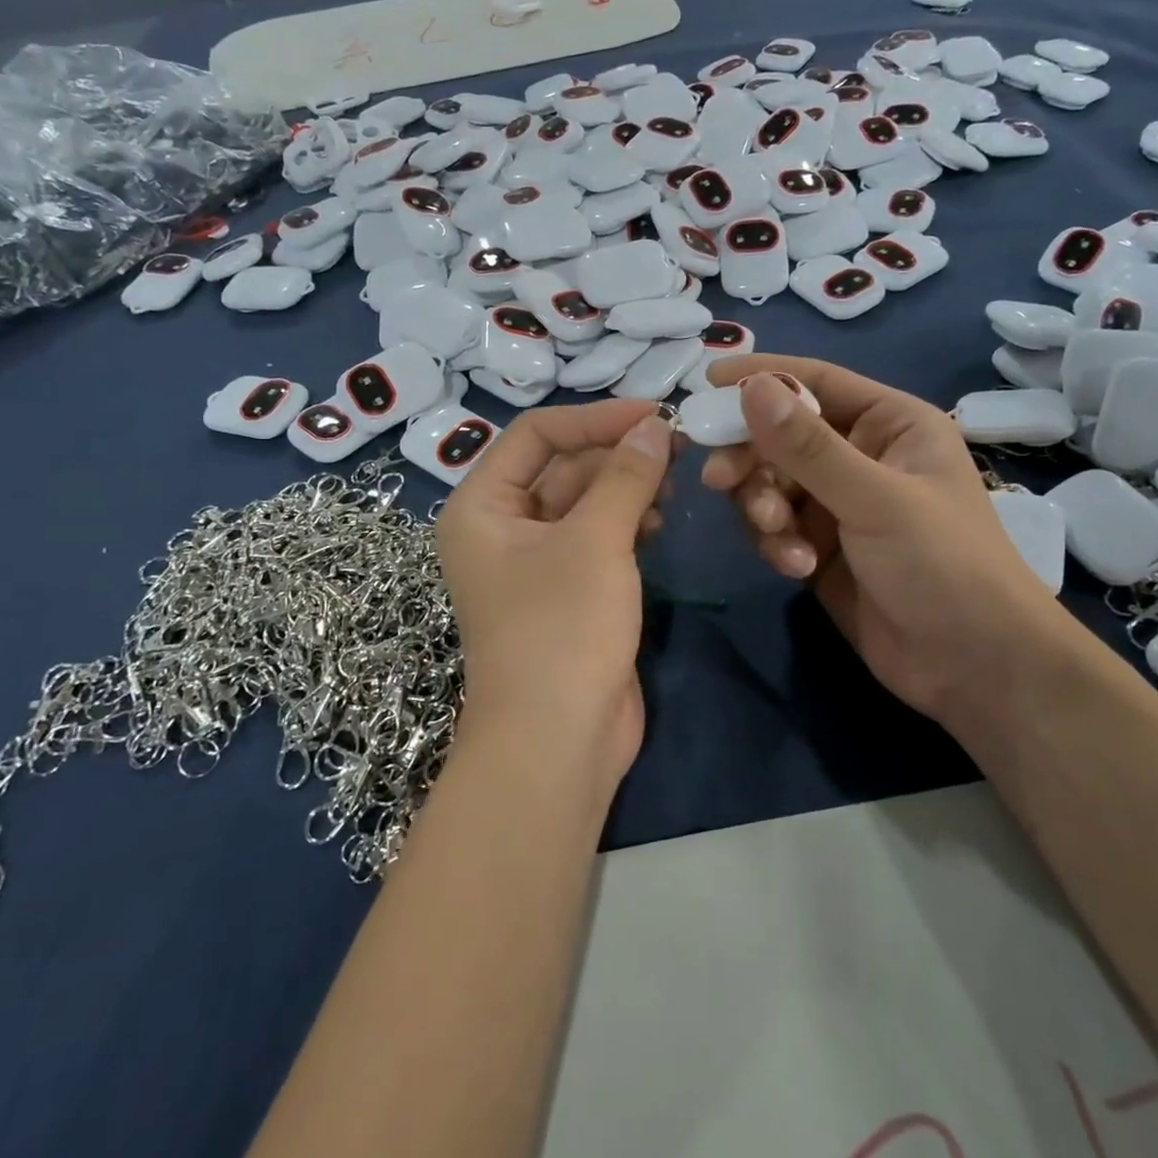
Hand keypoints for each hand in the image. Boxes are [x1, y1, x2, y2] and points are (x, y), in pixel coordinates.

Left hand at [435, 400, 674, 786]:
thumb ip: (626, 476)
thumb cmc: (562, 628)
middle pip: (561, 467)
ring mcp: (534, 563)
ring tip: (672, 485)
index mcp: (481, 506)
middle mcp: (501, 528)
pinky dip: (626, 524)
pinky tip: (659, 524)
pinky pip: (596, 538)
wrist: (558, 742)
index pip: (536, 435)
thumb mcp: (595, 540)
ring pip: (583, 502)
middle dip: (615, 454)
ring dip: (625, 488)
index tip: (654, 414)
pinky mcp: (567, 592)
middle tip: (675, 445)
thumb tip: (655, 426)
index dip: (595, 418)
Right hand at [699, 356, 1069, 725]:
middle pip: (780, 435)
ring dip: (763, 508)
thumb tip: (751, 387)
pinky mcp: (819, 547)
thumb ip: (808, 447)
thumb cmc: (943, 564)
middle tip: (719, 480)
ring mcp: (837, 504)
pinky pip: (775, 528)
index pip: (816, 381)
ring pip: (770, 484)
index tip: (705, 382)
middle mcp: (860, 456)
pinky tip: (797, 568)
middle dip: (751, 459)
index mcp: (889, 424)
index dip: (761, 377)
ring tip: (777, 536)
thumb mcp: (875, 498)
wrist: (973, 667)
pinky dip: (776, 544)